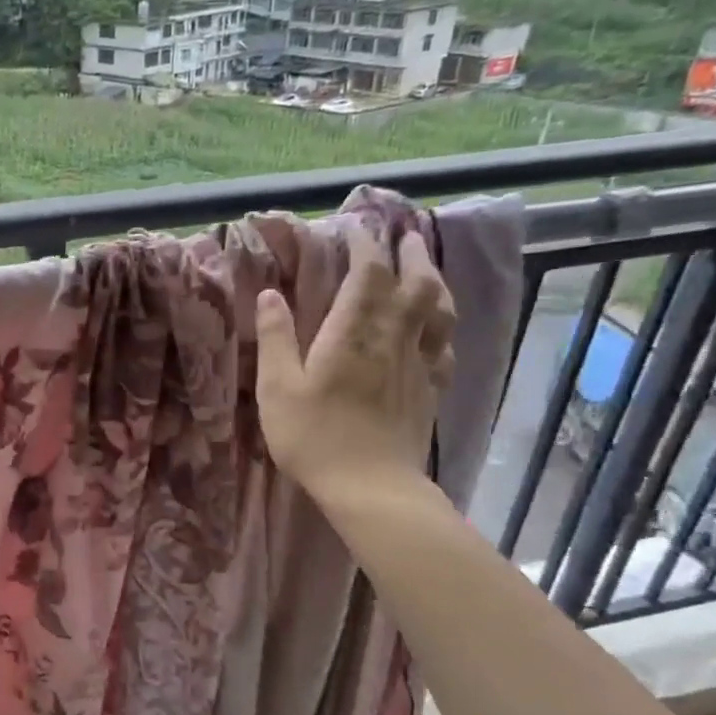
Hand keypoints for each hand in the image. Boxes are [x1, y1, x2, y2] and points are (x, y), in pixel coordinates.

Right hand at [254, 222, 455, 499]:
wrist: (370, 486)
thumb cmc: (314, 436)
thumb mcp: (277, 388)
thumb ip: (275, 337)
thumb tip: (270, 294)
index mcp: (353, 332)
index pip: (369, 273)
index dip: (366, 245)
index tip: (356, 228)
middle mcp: (393, 338)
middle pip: (415, 282)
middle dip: (409, 253)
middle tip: (403, 235)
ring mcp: (418, 364)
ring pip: (439, 310)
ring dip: (434, 282)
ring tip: (425, 270)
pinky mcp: (431, 390)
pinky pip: (444, 347)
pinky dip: (442, 327)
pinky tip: (435, 330)